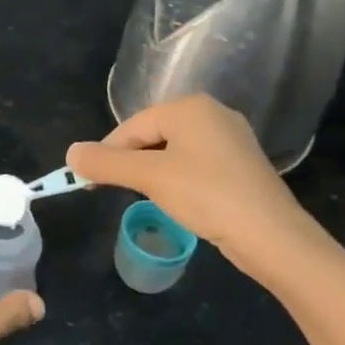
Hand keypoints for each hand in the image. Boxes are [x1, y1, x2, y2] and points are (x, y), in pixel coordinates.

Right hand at [66, 96, 319, 271]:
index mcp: (190, 107)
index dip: (107, 153)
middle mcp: (211, 113)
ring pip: (172, 150)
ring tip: (147, 197)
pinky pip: (194, 163)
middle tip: (116, 191)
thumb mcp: (149, 177)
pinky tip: (178, 200)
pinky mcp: (240, 164)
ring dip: (152, 172)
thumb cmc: (207, 196)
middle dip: (130, 162)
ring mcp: (230, 138)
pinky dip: (177, 178)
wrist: (273, 237)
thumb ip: (106, 163)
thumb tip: (71, 153)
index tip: (89, 181)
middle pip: (151, 135)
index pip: (132, 126)